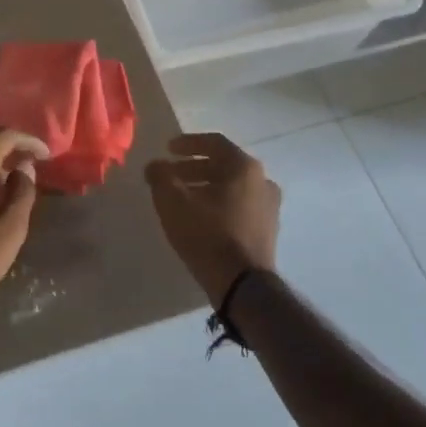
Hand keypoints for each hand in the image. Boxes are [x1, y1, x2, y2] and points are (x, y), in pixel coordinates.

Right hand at [145, 132, 281, 305]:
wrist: (242, 284)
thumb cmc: (207, 233)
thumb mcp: (172, 201)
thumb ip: (160, 176)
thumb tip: (155, 166)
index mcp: (244, 167)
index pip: (214, 142)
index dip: (188, 143)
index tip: (167, 149)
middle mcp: (262, 181)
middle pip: (223, 165)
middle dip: (193, 168)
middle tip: (170, 175)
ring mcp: (269, 207)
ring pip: (231, 187)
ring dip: (204, 187)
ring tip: (180, 198)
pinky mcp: (267, 230)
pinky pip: (238, 206)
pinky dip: (218, 204)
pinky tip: (199, 217)